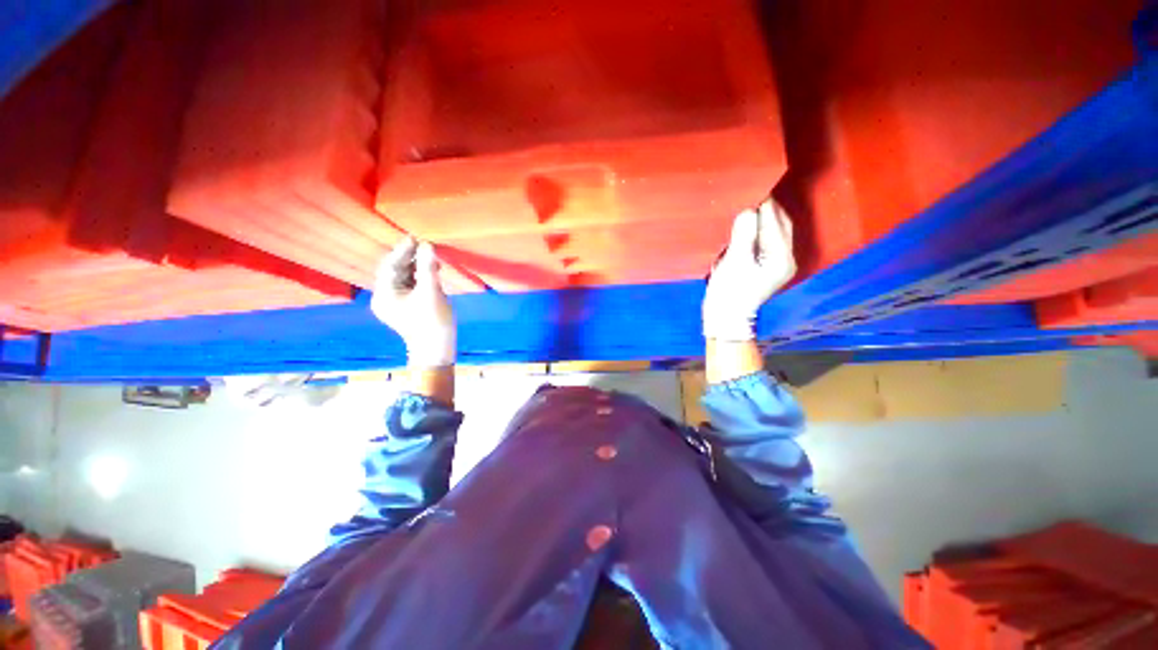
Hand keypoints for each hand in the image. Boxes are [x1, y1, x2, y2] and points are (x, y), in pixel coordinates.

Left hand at [371, 237, 455, 366]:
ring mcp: (395, 303)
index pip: (390, 266)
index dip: (402, 251)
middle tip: (426, 246)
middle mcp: (385, 297)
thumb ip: (428, 267)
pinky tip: (432, 272)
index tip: (415, 237)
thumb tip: (427, 245)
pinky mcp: (406, 306)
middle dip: (411, 259)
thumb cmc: (432, 322)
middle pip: (396, 271)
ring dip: (418, 267)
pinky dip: (420, 278)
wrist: (437, 349)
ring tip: (432, 259)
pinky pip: (411, 286)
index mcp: (384, 294)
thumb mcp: (431, 292)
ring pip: (404, 278)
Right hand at [702, 199, 796, 340]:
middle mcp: (785, 258)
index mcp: (781, 258)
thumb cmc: (729, 291)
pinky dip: (758, 228)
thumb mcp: (734, 262)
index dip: (763, 204)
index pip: (774, 222)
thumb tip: (748, 208)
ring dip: (762, 217)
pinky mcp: (767, 265)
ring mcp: (777, 262)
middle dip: (766, 208)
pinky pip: (766, 239)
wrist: (725, 317)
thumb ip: (743, 233)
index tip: (751, 187)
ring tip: (747, 203)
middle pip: (780, 224)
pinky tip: (746, 222)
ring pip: (775, 230)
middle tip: (748, 192)